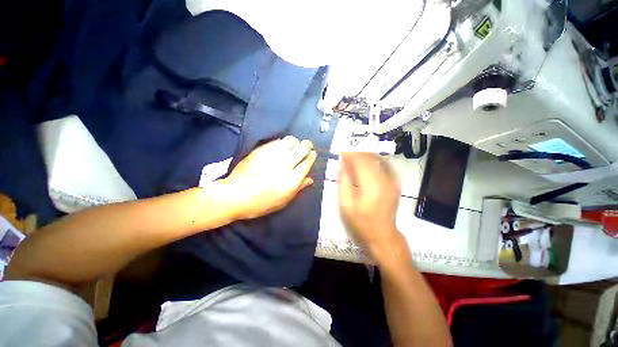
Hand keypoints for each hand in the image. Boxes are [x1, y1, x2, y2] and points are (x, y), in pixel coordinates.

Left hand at [221, 136, 316, 219]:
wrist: (235, 195)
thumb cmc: (261, 203)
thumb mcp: (283, 201)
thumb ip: (299, 188)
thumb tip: (310, 179)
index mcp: (292, 180)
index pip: (308, 162)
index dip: (312, 156)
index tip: (312, 154)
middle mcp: (285, 164)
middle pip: (303, 148)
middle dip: (307, 146)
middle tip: (306, 147)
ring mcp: (273, 155)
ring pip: (291, 140)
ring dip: (295, 142)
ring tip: (293, 147)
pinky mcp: (262, 150)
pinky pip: (277, 141)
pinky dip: (283, 142)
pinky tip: (281, 147)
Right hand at [339, 153, 401, 256]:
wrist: (382, 234)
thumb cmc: (360, 221)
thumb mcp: (346, 204)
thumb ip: (344, 181)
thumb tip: (342, 164)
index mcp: (370, 186)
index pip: (360, 162)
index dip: (350, 154)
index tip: (341, 151)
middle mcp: (383, 180)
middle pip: (370, 158)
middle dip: (357, 152)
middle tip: (347, 152)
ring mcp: (392, 181)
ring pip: (378, 160)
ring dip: (366, 155)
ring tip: (355, 155)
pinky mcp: (395, 183)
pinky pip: (386, 165)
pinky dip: (375, 160)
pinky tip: (368, 161)